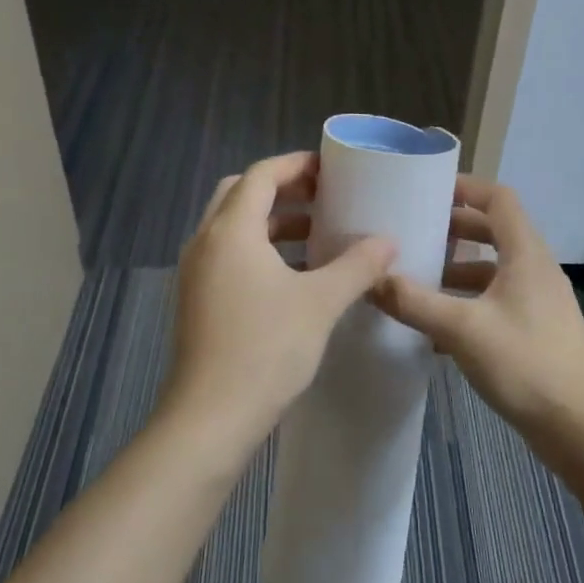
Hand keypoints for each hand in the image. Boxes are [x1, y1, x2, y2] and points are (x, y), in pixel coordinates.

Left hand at [165, 152, 396, 447]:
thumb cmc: (266, 349)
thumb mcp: (321, 303)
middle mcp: (205, 242)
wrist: (211, 417)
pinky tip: (293, 277)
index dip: (297, 165)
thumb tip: (388, 242)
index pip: (262, 175)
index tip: (331, 169)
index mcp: (231, 230)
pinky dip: (259, 251)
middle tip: (323, 198)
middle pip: (241, 194)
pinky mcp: (196, 300)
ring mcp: (195, 273)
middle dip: (282, 190)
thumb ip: (357, 266)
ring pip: (233, 228)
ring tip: (316, 236)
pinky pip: (228, 256)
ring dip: (272, 223)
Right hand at [371, 175, 583, 463]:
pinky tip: (437, 328)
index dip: (466, 188)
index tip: (427, 189)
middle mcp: (535, 270)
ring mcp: (538, 302)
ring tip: (417, 279)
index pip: (499, 199)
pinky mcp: (535, 331)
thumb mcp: (462, 329)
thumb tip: (372, 280)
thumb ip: (414, 302)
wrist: (580, 426)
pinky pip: (496, 302)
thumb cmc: (526, 364)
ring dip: (458, 271)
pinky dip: (467, 303)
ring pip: (494, 271)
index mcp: (526, 254)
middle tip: (415, 232)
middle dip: (455, 229)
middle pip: (495, 233)